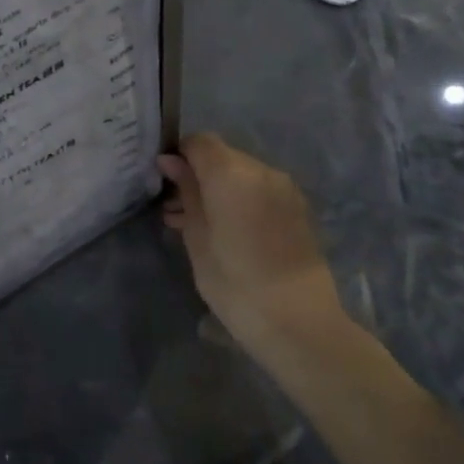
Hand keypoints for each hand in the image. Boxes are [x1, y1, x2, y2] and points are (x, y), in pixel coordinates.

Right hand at [157, 133, 349, 365]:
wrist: (298, 322)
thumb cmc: (234, 281)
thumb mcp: (197, 236)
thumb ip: (186, 192)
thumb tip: (170, 162)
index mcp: (231, 173)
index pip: (199, 142)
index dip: (179, 155)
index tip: (164, 181)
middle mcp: (261, 170)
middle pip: (222, 157)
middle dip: (198, 174)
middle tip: (175, 207)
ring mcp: (284, 189)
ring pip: (241, 175)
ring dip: (218, 189)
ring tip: (194, 222)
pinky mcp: (297, 209)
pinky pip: (259, 191)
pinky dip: (240, 200)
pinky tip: (225, 230)